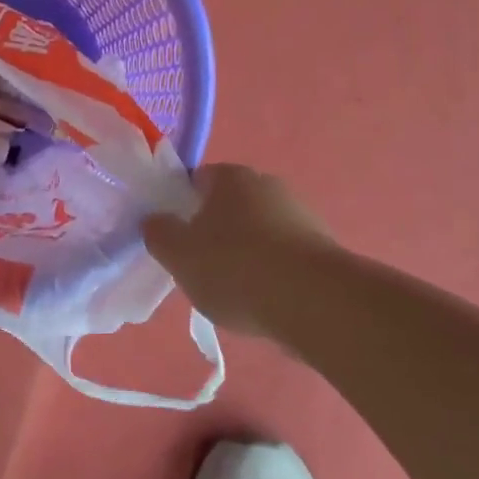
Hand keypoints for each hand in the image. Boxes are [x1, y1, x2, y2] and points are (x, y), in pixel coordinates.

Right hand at [142, 163, 336, 338]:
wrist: (316, 302)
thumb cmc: (236, 268)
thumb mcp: (179, 255)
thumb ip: (159, 233)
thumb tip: (155, 221)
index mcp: (231, 176)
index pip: (197, 180)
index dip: (181, 205)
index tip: (176, 237)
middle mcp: (267, 184)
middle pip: (229, 205)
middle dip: (215, 230)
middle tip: (200, 265)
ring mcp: (300, 214)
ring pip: (258, 230)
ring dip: (246, 252)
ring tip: (234, 291)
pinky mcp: (323, 247)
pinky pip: (284, 255)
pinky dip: (272, 272)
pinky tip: (265, 300)